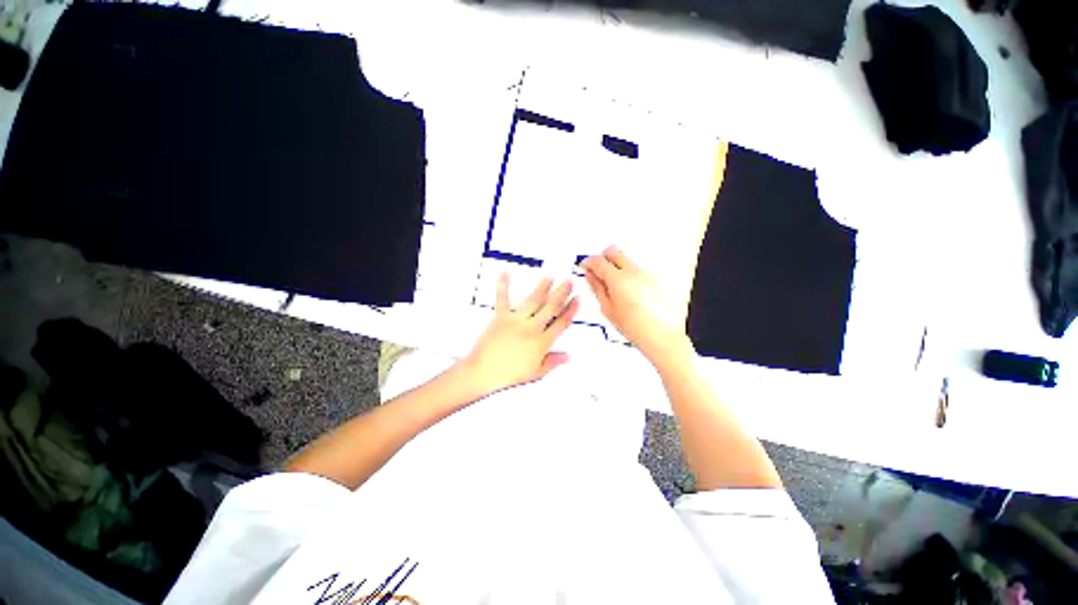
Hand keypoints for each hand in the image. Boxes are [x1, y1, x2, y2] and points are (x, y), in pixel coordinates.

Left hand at [459, 273, 579, 395]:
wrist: (484, 372)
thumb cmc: (509, 375)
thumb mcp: (536, 373)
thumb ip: (553, 362)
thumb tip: (568, 356)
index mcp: (541, 342)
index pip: (561, 323)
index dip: (571, 310)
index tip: (577, 299)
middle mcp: (532, 328)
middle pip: (551, 308)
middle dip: (562, 293)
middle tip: (569, 282)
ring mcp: (516, 320)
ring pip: (533, 300)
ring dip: (543, 287)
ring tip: (550, 276)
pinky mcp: (500, 317)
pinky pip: (502, 299)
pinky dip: (503, 285)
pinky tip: (505, 273)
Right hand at [583, 246, 691, 363]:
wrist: (660, 335)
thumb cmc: (636, 327)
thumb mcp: (607, 309)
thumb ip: (597, 288)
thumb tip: (591, 277)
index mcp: (619, 279)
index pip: (598, 261)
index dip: (588, 262)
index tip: (585, 267)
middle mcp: (634, 272)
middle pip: (613, 251)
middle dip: (602, 257)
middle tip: (596, 269)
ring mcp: (646, 273)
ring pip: (626, 259)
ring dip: (616, 265)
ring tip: (611, 284)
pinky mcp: (655, 278)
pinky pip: (637, 269)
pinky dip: (628, 273)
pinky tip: (625, 289)